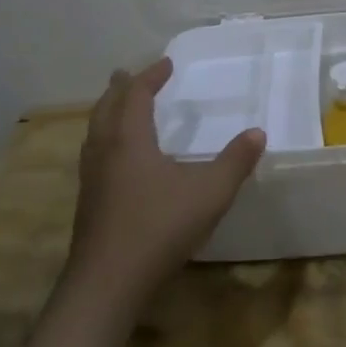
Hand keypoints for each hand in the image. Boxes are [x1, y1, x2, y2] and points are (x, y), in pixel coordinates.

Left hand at [67, 59, 264, 306]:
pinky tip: (117, 161)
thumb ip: (235, 161)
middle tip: (128, 74)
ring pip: (94, 133)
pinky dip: (104, 140)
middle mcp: (105, 152)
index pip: (137, 95)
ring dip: (107, 113)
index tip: (166, 63)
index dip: (151, 76)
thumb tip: (257, 133)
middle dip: (120, 89)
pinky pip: (93, 155)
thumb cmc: (159, 228)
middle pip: (106, 108)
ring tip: (117, 109)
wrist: (107, 284)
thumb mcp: (210, 193)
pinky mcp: (88, 204)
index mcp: (129, 140)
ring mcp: (91, 179)